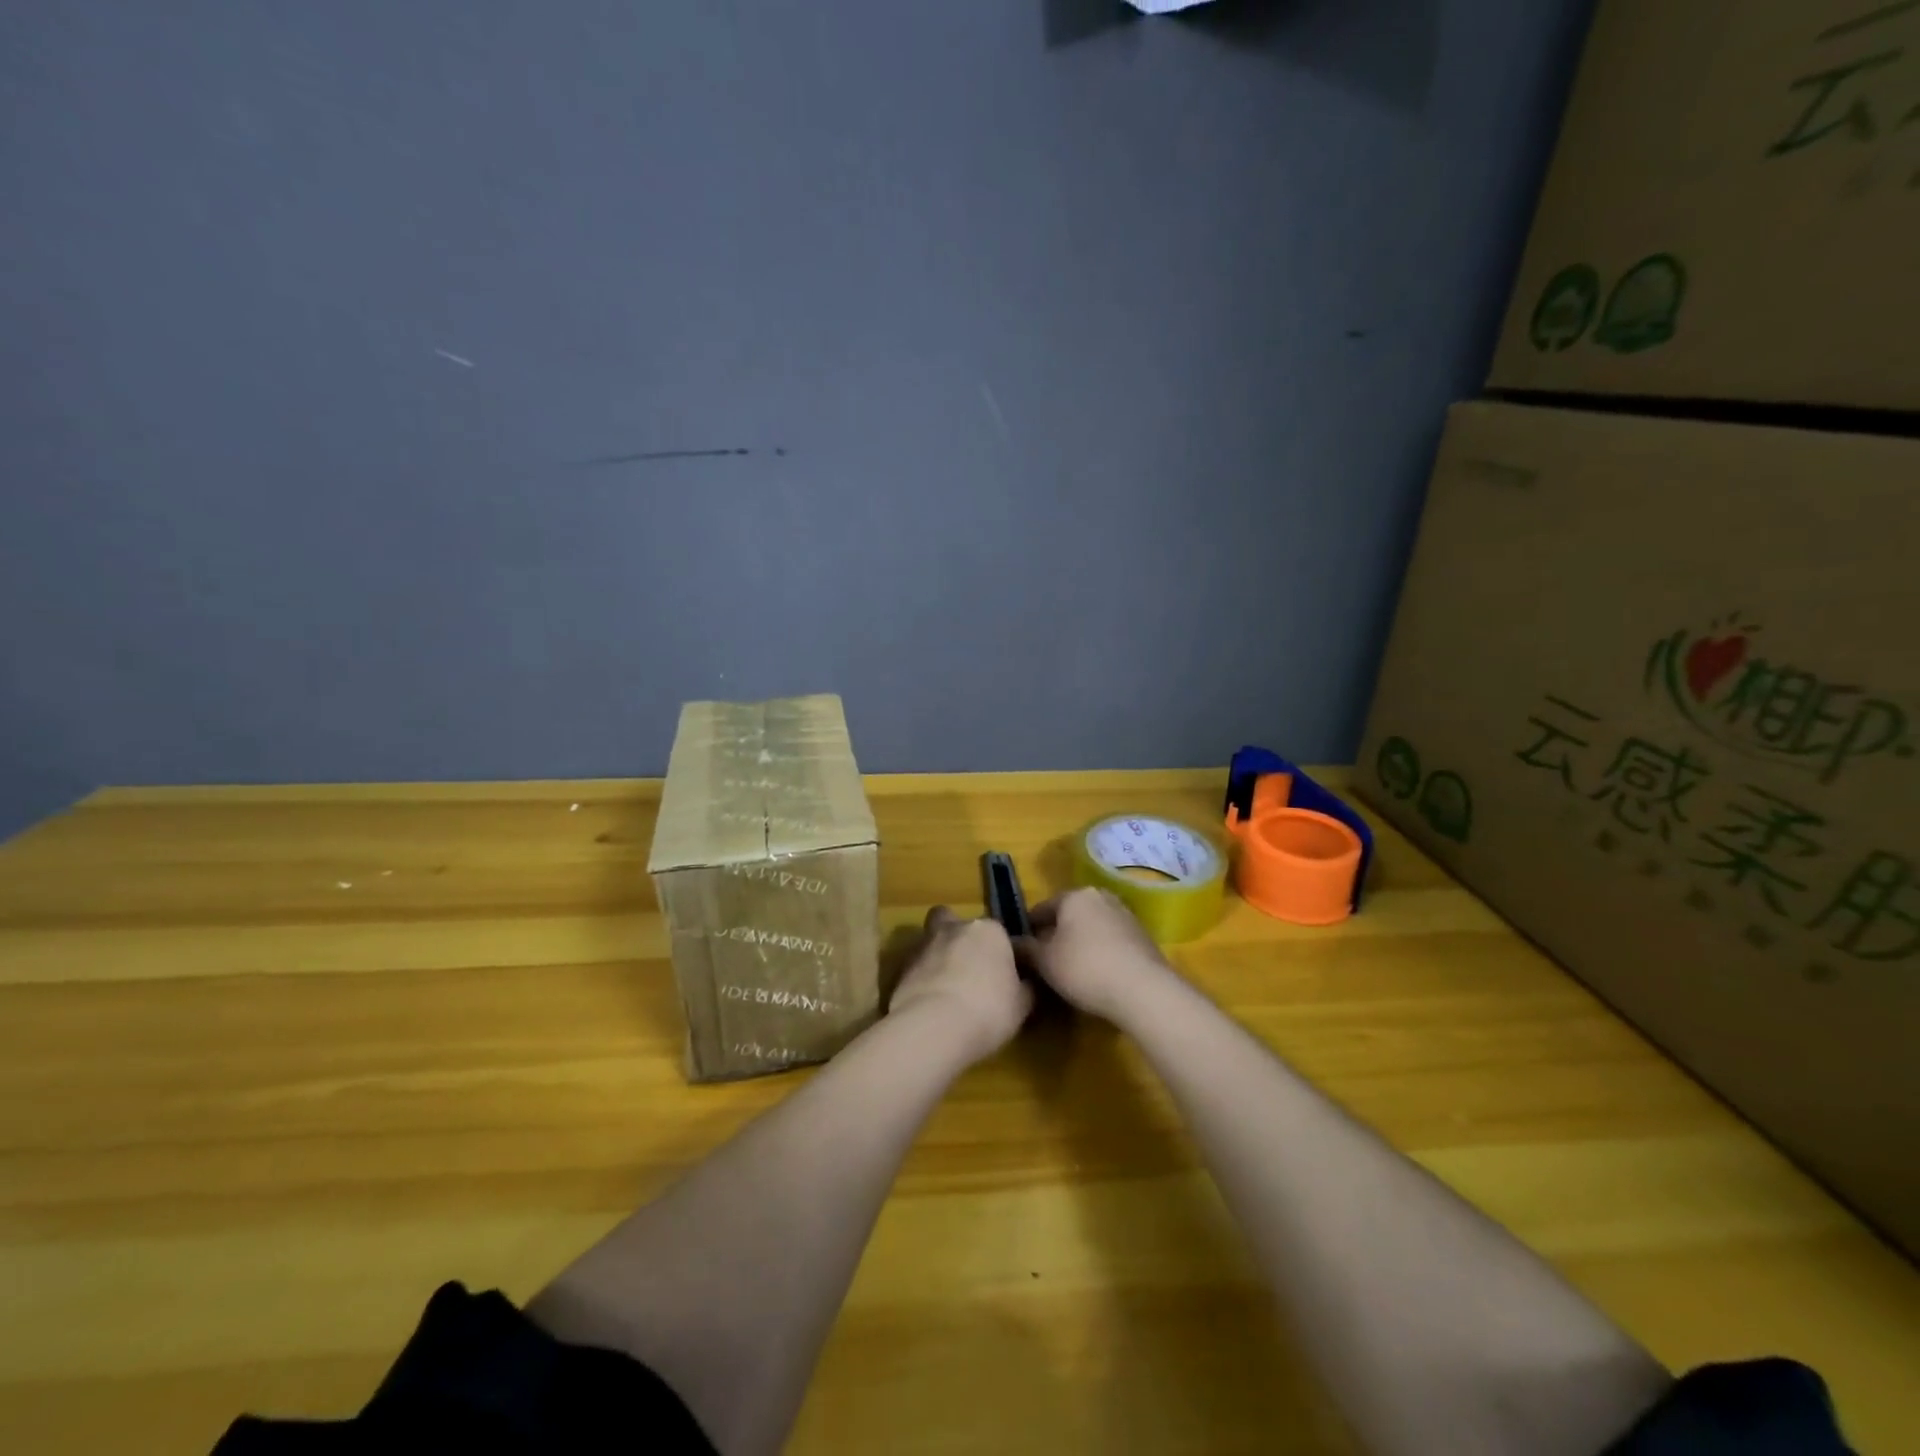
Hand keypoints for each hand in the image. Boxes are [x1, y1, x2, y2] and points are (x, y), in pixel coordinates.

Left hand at [888, 907, 1033, 1063]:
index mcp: (990, 930)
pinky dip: (922, 977)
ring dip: (938, 957)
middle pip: (958, 924)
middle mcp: (956, 927)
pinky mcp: (901, 965)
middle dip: (962, 941)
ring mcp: (924, 943)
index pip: (1000, 935)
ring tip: (946, 988)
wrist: (934, 1026)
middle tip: (969, 971)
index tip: (1003, 978)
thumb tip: (1027, 983)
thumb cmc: (988, 1010)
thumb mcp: (1022, 1005)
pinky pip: (917, 966)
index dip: (1001, 955)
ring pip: (933, 941)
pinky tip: (928, 1001)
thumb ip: (1026, 987)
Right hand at [1025, 888, 1172, 1022]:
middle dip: (1056, 935)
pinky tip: (1097, 975)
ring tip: (1071, 972)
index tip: (1021, 951)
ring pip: (1091, 928)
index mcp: (1075, 896)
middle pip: (1069, 916)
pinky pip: (1111, 941)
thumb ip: (1025, 949)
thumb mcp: (1044, 961)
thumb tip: (1012, 942)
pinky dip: (1100, 953)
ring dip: (1079, 944)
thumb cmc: (1085, 968)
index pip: (1042, 908)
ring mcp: (1126, 915)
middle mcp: (1101, 897)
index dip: (1028, 929)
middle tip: (1045, 962)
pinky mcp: (1143, 937)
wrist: (1144, 990)